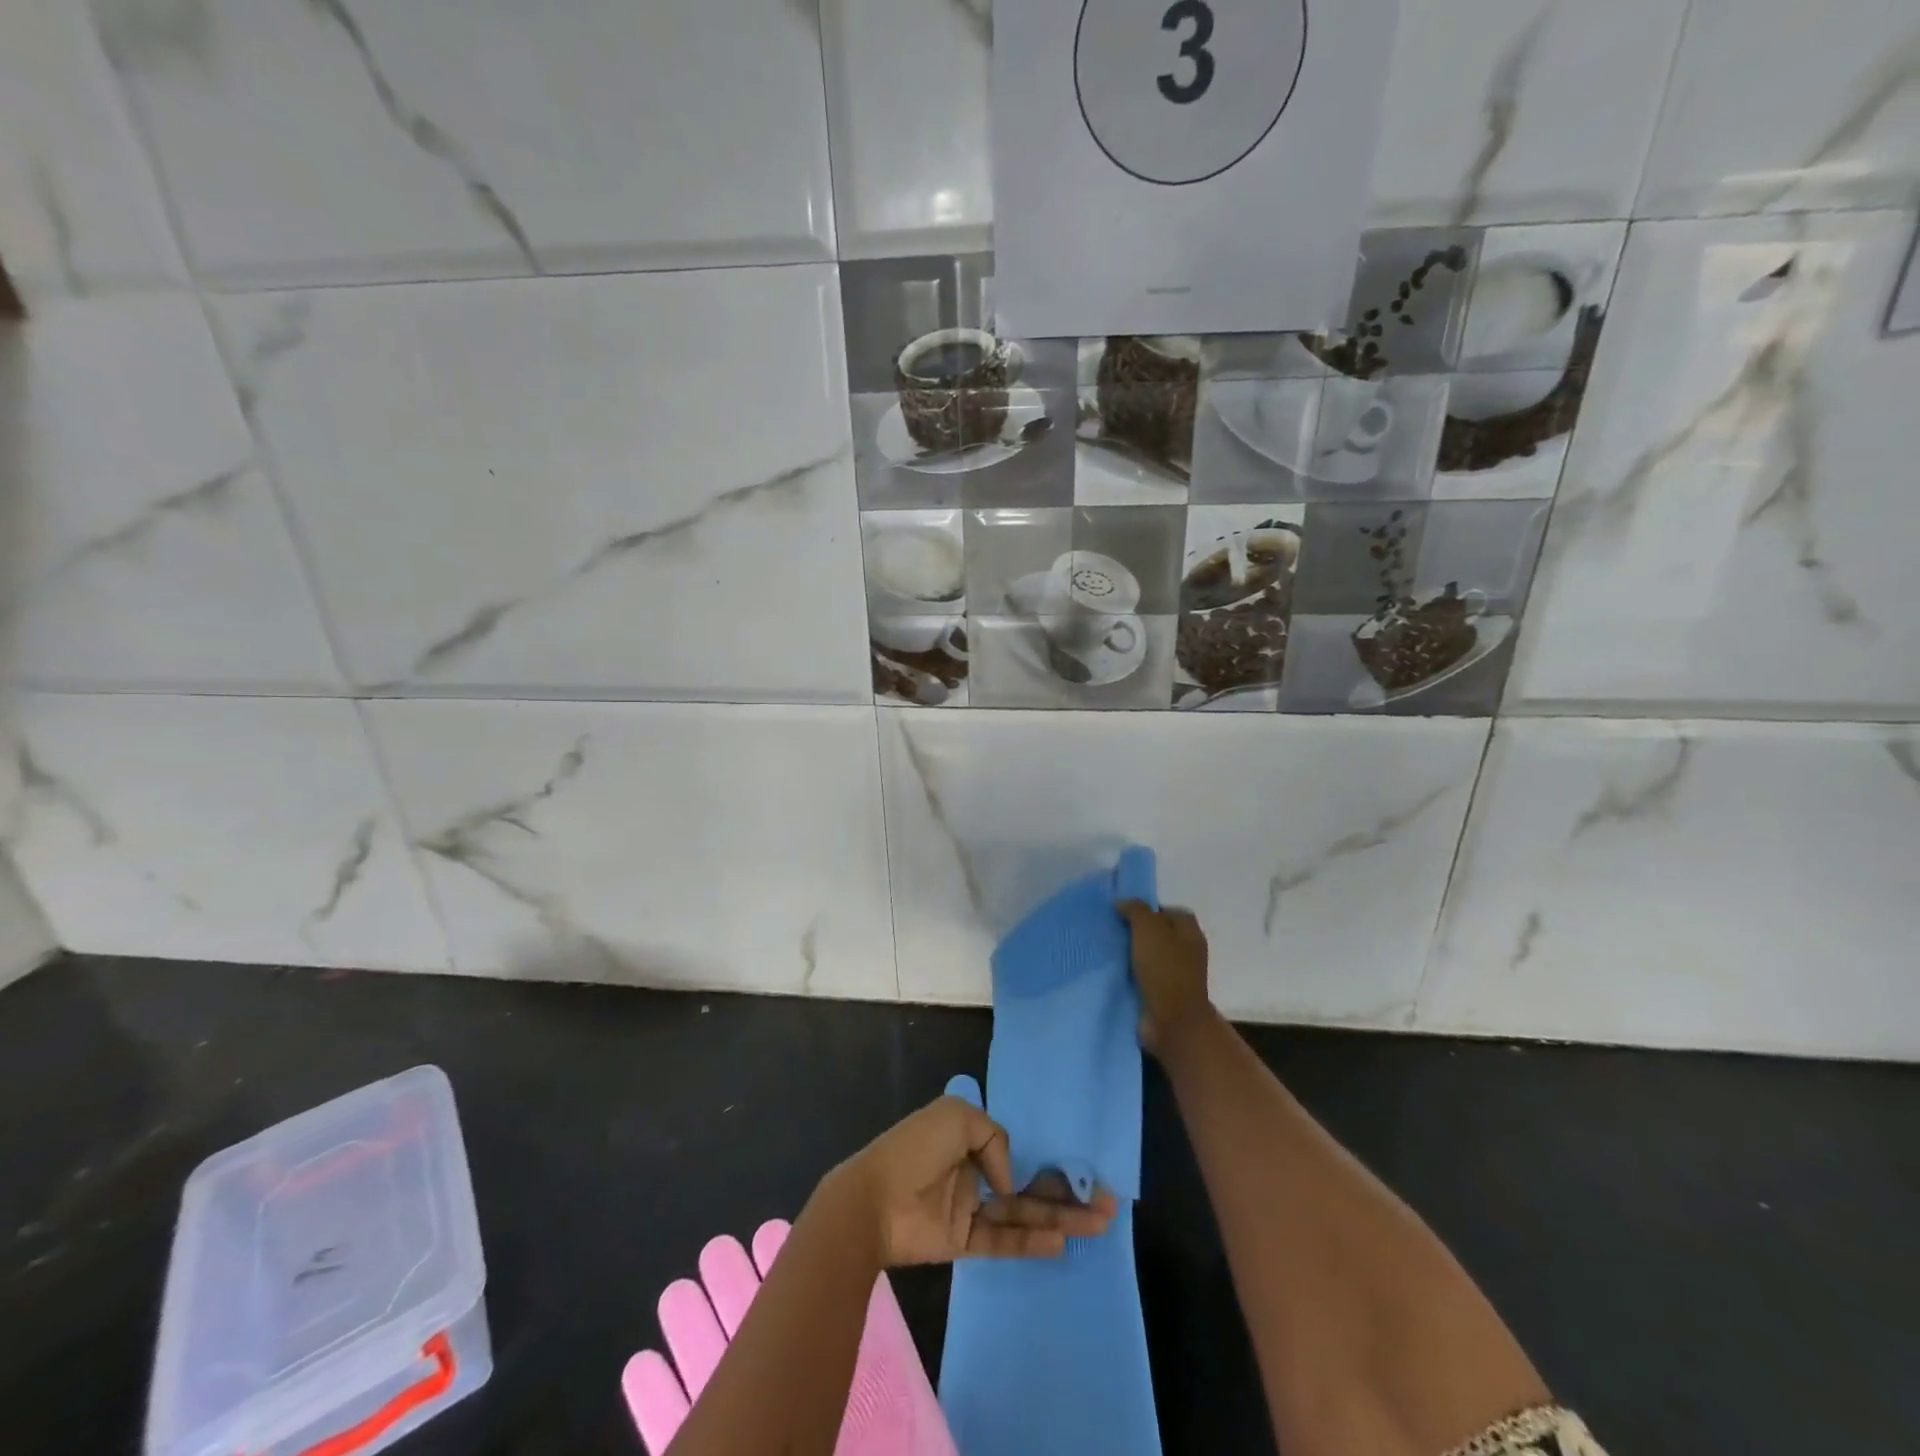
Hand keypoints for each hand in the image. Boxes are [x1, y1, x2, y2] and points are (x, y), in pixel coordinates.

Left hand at [834, 1095, 1116, 1267]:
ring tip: (1100, 1223)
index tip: (1081, 1163)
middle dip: (1066, 1190)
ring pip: (1022, 1213)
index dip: (1047, 1154)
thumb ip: (994, 1138)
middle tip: (1108, 1202)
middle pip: (1027, 1181)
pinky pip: (1003, 1240)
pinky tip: (1060, 1242)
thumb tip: (1009, 1180)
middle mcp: (973, 1168)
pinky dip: (1030, 1242)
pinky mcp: (963, 1240)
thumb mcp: (957, 1117)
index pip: (1015, 1143)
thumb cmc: (914, 1149)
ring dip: (1060, 1217)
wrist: (872, 1201)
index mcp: (967, 1134)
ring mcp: (969, 1206)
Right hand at [1118, 901, 1214, 1055]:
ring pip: (1150, 957)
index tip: (1126, 913)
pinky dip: (1131, 975)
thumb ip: (1136, 910)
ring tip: (1108, 951)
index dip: (1150, 909)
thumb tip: (1123, 903)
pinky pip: (1144, 978)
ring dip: (1132, 955)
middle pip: (1160, 934)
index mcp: (1190, 933)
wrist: (1172, 1022)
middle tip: (1113, 930)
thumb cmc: (1164, 969)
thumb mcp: (1148, 929)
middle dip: (1138, 932)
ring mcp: (1176, 976)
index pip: (1172, 912)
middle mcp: (1187, 952)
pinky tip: (1113, 972)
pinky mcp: (1164, 996)